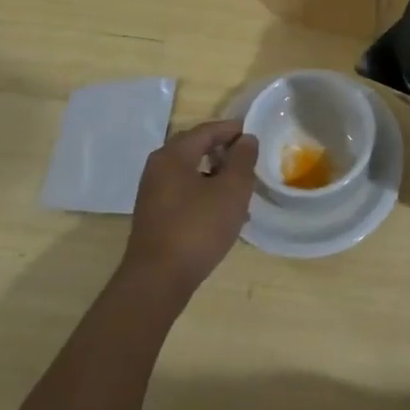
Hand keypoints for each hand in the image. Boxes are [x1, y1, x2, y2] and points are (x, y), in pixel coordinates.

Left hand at [121, 120, 257, 299]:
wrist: (158, 280)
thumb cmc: (198, 228)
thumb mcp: (232, 190)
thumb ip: (243, 160)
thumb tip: (246, 139)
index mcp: (173, 155)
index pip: (207, 130)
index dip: (233, 130)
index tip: (256, 135)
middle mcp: (158, 167)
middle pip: (196, 148)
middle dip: (224, 152)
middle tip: (249, 161)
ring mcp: (153, 192)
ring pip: (191, 172)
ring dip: (217, 175)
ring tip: (241, 189)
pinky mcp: (155, 215)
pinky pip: (184, 192)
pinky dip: (205, 193)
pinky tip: (223, 213)